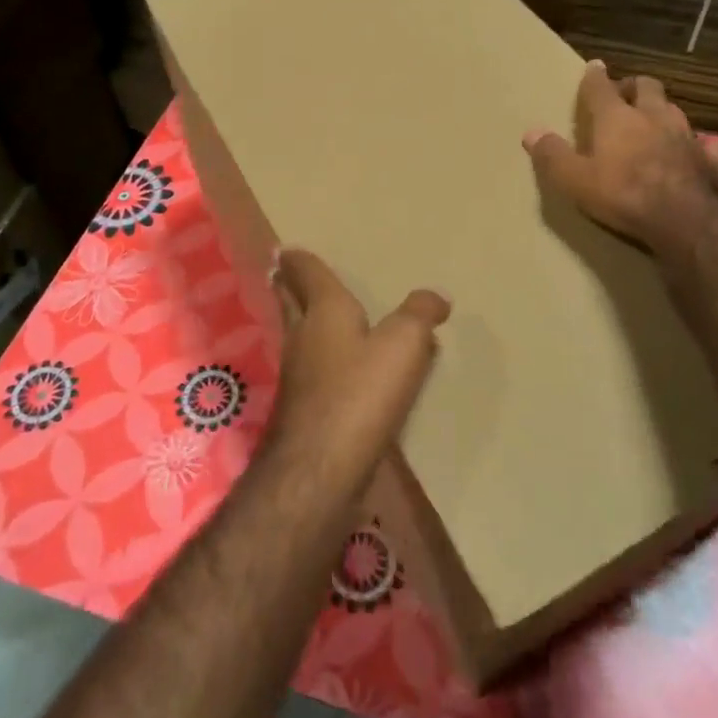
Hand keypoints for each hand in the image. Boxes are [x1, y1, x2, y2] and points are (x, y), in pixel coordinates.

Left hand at [265, 248, 449, 482]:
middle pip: (290, 302)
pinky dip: (320, 358)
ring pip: (298, 335)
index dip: (298, 259)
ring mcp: (297, 375)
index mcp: (324, 311)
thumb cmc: (361, 392)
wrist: (321, 467)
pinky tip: (336, 369)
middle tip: (282, 272)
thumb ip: (419, 314)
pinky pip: (311, 369)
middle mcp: (302, 337)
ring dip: (301, 321)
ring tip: (314, 314)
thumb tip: (435, 296)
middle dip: (287, 286)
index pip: (306, 274)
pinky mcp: (302, 409)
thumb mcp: (404, 344)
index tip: (285, 249)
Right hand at [523, 60, 717, 249]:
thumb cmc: (623, 194)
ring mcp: (686, 135)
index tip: (594, 67)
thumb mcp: (575, 180)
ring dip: (662, 111)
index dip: (594, 77)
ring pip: (674, 110)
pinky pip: (703, 143)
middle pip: (646, 87)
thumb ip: (552, 155)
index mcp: (617, 118)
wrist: (686, 219)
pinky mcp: (710, 158)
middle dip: (634, 87)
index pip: (601, 88)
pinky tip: (694, 151)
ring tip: (654, 120)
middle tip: (625, 94)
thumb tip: (530, 132)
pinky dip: (695, 144)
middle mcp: (653, 117)